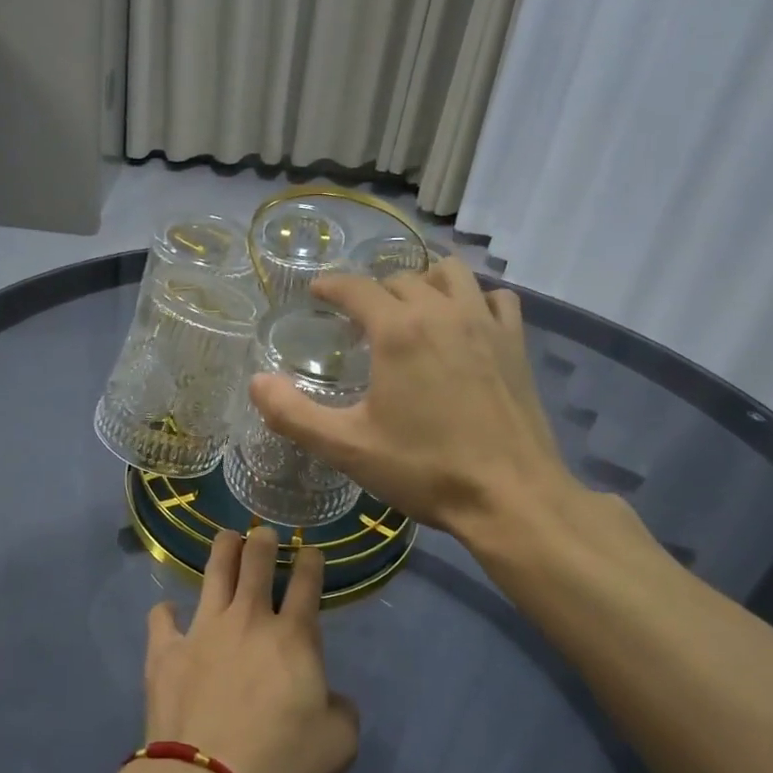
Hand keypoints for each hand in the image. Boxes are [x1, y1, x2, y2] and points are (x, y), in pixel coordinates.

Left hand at [143, 527, 359, 772]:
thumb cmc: (283, 760)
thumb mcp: (339, 743)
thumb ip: (341, 711)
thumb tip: (333, 699)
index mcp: (293, 636)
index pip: (307, 583)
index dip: (312, 561)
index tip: (312, 551)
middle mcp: (249, 619)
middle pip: (257, 562)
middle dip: (264, 541)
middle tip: (264, 534)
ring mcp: (204, 629)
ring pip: (214, 572)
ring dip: (223, 550)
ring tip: (227, 538)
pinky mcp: (167, 650)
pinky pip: (162, 618)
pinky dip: (166, 613)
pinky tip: (168, 613)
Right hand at [248, 256, 568, 537]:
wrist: (510, 497)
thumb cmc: (425, 469)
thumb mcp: (347, 448)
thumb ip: (293, 414)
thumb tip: (256, 382)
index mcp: (398, 331)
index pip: (356, 287)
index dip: (331, 286)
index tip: (317, 292)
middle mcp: (443, 312)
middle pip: (401, 279)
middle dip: (373, 292)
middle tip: (357, 321)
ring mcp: (486, 323)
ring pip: (451, 275)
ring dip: (424, 283)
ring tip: (410, 310)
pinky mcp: (516, 344)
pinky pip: (495, 298)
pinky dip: (474, 300)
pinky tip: (465, 324)